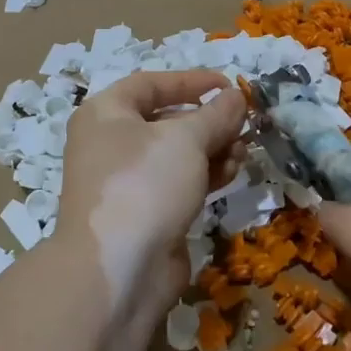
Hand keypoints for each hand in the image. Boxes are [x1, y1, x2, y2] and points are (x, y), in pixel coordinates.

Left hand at [57, 70, 247, 320]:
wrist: (118, 269)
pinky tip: (233, 173)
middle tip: (244, 124)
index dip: (191, 81)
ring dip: (213, 149)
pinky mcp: (144, 213)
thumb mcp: (186, 138)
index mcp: (106, 113)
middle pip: (166, 120)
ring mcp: (126, 181)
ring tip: (243, 151)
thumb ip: (216, 114)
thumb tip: (236, 96)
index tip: (228, 86)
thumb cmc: (145, 183)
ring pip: (176, 154)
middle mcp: (110, 143)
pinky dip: (205, 174)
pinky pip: (178, 182)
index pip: (151, 84)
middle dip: (209, 121)